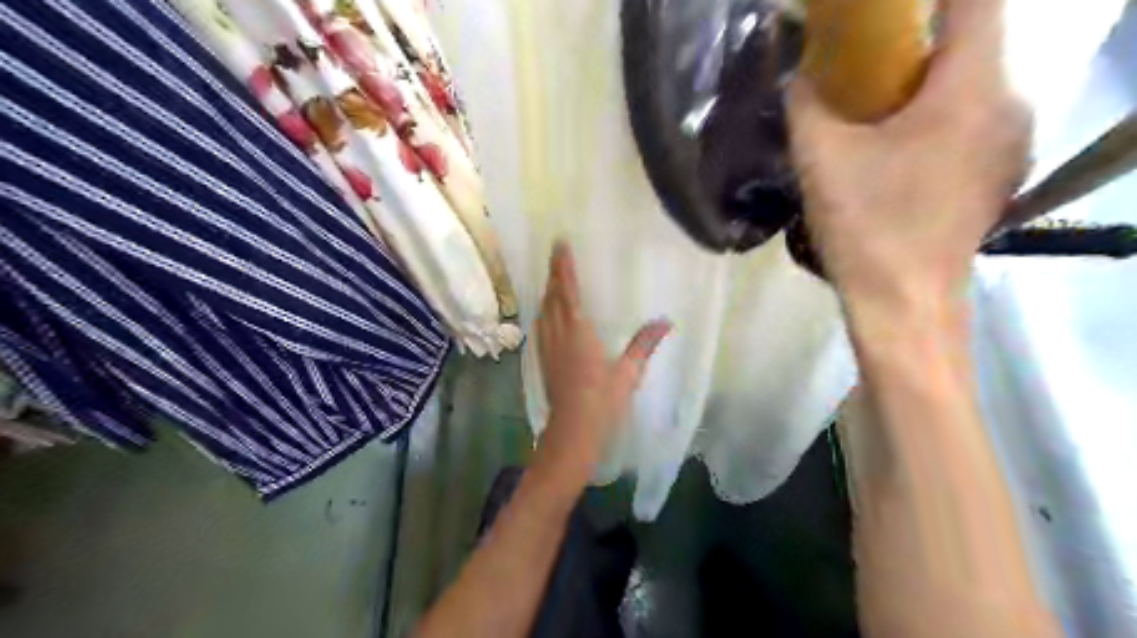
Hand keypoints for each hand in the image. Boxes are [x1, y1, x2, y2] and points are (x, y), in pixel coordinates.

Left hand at [530, 241, 667, 480]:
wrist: (573, 430)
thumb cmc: (603, 401)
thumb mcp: (628, 372)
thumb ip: (644, 344)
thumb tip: (666, 322)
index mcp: (579, 332)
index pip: (568, 291)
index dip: (564, 267)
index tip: (560, 245)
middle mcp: (558, 334)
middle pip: (552, 296)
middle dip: (554, 273)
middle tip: (556, 255)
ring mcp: (547, 346)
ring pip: (543, 310)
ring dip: (548, 291)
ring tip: (553, 278)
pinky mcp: (542, 359)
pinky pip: (540, 325)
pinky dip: (544, 310)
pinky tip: (546, 312)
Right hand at [792, 0, 1032, 308]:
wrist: (903, 303)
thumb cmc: (865, 226)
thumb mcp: (820, 160)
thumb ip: (806, 104)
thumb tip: (799, 76)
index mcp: (970, 90)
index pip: (972, 2)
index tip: (882, 11)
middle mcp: (1008, 105)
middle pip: (971, 45)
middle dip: (917, 44)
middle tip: (862, 64)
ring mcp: (1011, 144)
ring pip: (972, 88)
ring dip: (926, 85)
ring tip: (875, 111)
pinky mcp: (999, 176)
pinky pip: (973, 124)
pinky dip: (939, 119)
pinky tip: (897, 152)